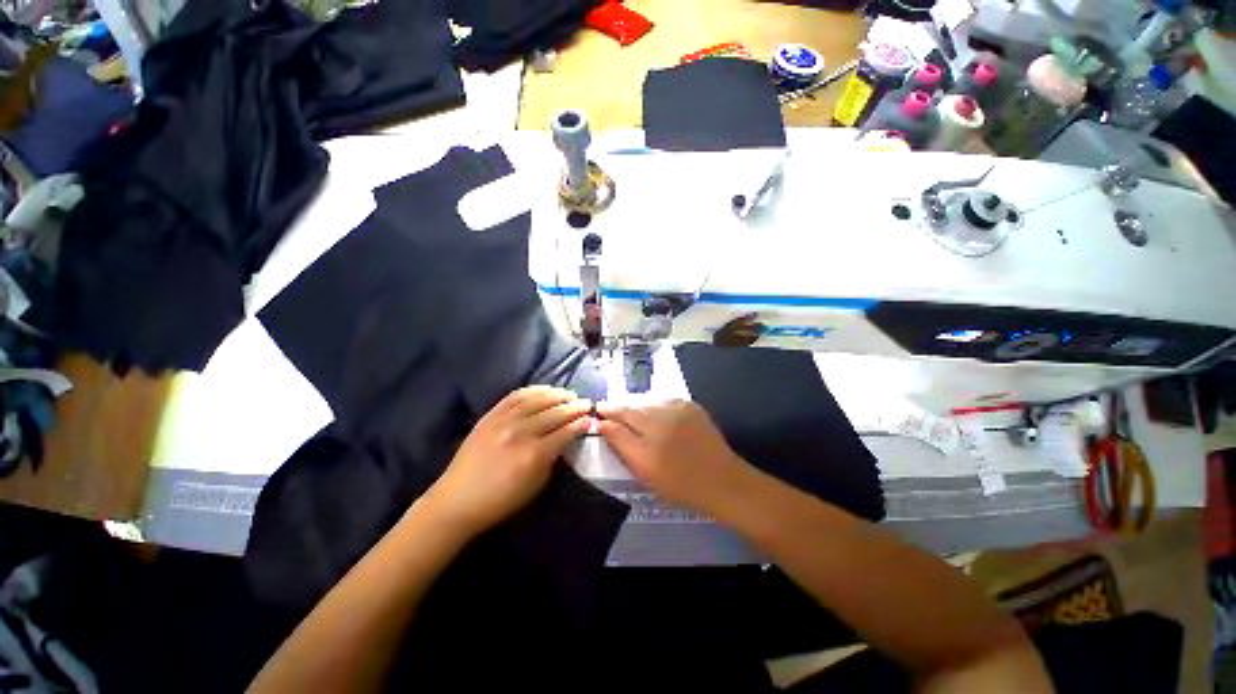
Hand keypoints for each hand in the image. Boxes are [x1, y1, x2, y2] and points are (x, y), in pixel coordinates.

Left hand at [424, 386, 593, 535]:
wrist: (456, 501)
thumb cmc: (500, 501)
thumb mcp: (535, 485)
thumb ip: (553, 459)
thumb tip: (565, 439)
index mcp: (534, 454)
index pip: (565, 432)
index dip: (580, 423)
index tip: (591, 418)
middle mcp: (521, 432)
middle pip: (554, 413)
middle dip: (574, 406)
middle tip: (586, 402)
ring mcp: (503, 421)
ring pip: (537, 399)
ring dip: (557, 394)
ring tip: (569, 394)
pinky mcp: (490, 416)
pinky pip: (515, 396)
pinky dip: (533, 390)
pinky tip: (545, 390)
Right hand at [596, 400, 749, 512]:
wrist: (722, 480)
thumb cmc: (679, 484)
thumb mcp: (643, 470)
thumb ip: (621, 443)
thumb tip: (603, 423)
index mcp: (649, 435)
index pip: (619, 414)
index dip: (606, 411)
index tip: (597, 411)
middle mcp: (662, 415)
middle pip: (632, 405)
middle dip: (619, 408)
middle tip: (611, 413)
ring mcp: (679, 407)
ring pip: (647, 400)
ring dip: (636, 406)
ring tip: (632, 416)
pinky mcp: (691, 405)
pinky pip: (664, 400)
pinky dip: (654, 406)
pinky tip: (655, 416)